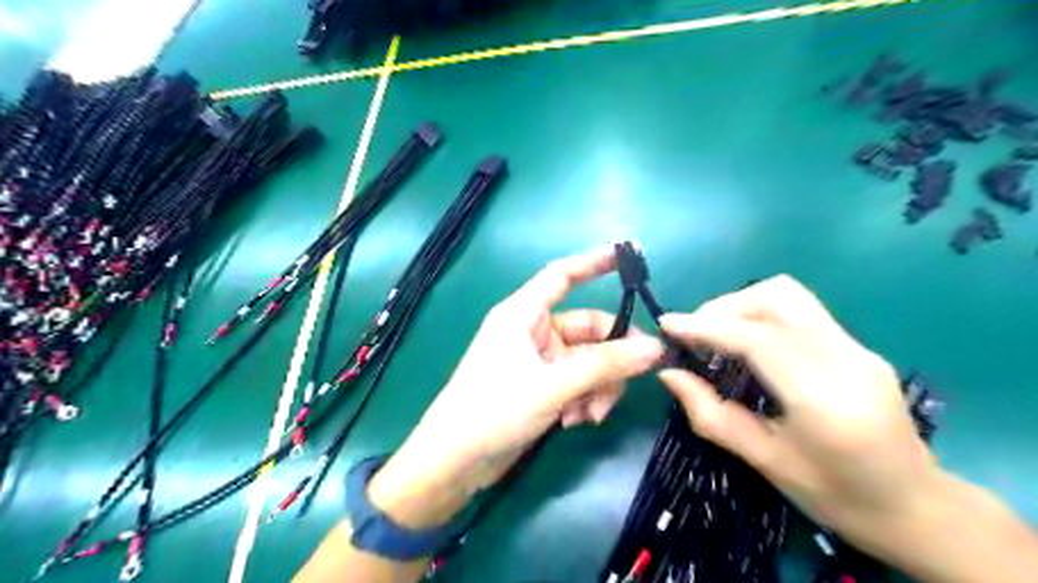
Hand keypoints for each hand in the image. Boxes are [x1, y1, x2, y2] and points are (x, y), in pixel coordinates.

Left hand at [369, 249, 665, 530]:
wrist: (454, 463)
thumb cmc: (494, 410)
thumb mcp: (553, 385)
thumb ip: (605, 366)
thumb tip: (656, 348)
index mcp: (523, 314)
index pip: (563, 275)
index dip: (595, 262)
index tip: (629, 255)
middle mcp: (532, 331)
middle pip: (589, 329)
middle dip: (610, 359)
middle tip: (630, 380)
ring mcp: (538, 360)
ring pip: (588, 361)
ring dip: (598, 386)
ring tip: (590, 416)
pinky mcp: (542, 387)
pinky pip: (578, 382)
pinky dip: (584, 399)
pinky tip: (574, 423)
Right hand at [655, 275, 942, 553]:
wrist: (917, 508)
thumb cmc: (836, 496)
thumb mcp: (764, 461)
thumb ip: (711, 414)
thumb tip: (668, 374)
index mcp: (824, 398)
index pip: (756, 339)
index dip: (706, 326)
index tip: (667, 325)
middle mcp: (847, 359)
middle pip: (777, 298)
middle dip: (725, 307)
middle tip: (694, 334)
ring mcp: (857, 347)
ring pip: (790, 296)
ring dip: (742, 305)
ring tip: (716, 334)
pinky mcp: (857, 346)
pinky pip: (800, 311)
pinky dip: (761, 315)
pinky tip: (746, 343)